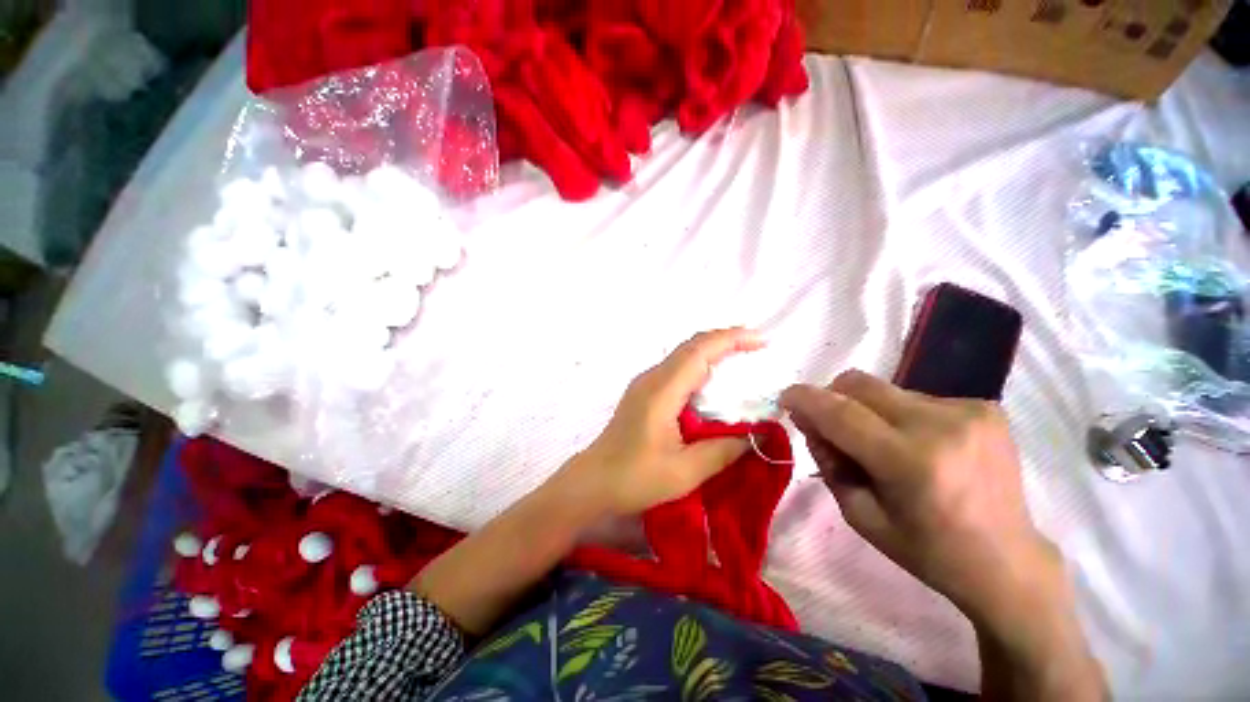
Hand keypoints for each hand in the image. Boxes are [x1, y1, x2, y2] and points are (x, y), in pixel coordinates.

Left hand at [562, 328, 760, 516]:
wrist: (592, 482)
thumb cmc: (634, 478)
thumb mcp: (684, 471)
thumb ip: (723, 450)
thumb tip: (756, 434)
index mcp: (661, 391)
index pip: (699, 352)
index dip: (730, 340)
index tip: (761, 341)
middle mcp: (652, 378)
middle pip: (691, 346)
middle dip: (725, 340)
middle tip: (757, 346)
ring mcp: (645, 384)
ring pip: (683, 355)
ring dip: (712, 351)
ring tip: (741, 358)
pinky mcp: (643, 393)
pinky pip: (676, 369)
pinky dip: (699, 365)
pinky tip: (712, 381)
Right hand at [780, 370, 1056, 620]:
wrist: (1007, 561)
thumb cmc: (927, 549)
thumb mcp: (859, 513)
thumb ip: (827, 460)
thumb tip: (809, 419)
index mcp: (910, 463)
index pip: (840, 413)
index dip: (805, 399)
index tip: (785, 397)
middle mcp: (941, 426)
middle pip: (860, 384)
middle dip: (832, 396)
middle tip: (830, 424)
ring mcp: (969, 412)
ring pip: (886, 390)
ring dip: (868, 410)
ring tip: (884, 445)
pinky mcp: (985, 407)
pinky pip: (917, 397)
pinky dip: (901, 415)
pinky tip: (919, 445)